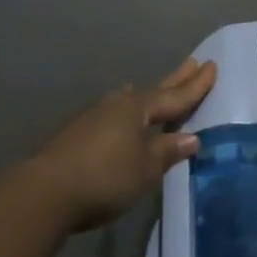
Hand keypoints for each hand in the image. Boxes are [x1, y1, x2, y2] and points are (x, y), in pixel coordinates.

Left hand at [31, 57, 217, 232]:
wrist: (45, 194)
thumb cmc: (105, 178)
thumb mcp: (146, 168)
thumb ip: (168, 151)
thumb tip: (191, 138)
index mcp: (136, 110)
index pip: (174, 97)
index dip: (195, 86)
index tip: (211, 66)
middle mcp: (116, 107)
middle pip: (152, 91)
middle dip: (175, 80)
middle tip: (192, 62)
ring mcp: (93, 119)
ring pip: (128, 101)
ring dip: (145, 95)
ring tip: (154, 88)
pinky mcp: (77, 135)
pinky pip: (112, 116)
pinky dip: (126, 113)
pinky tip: (121, 117)